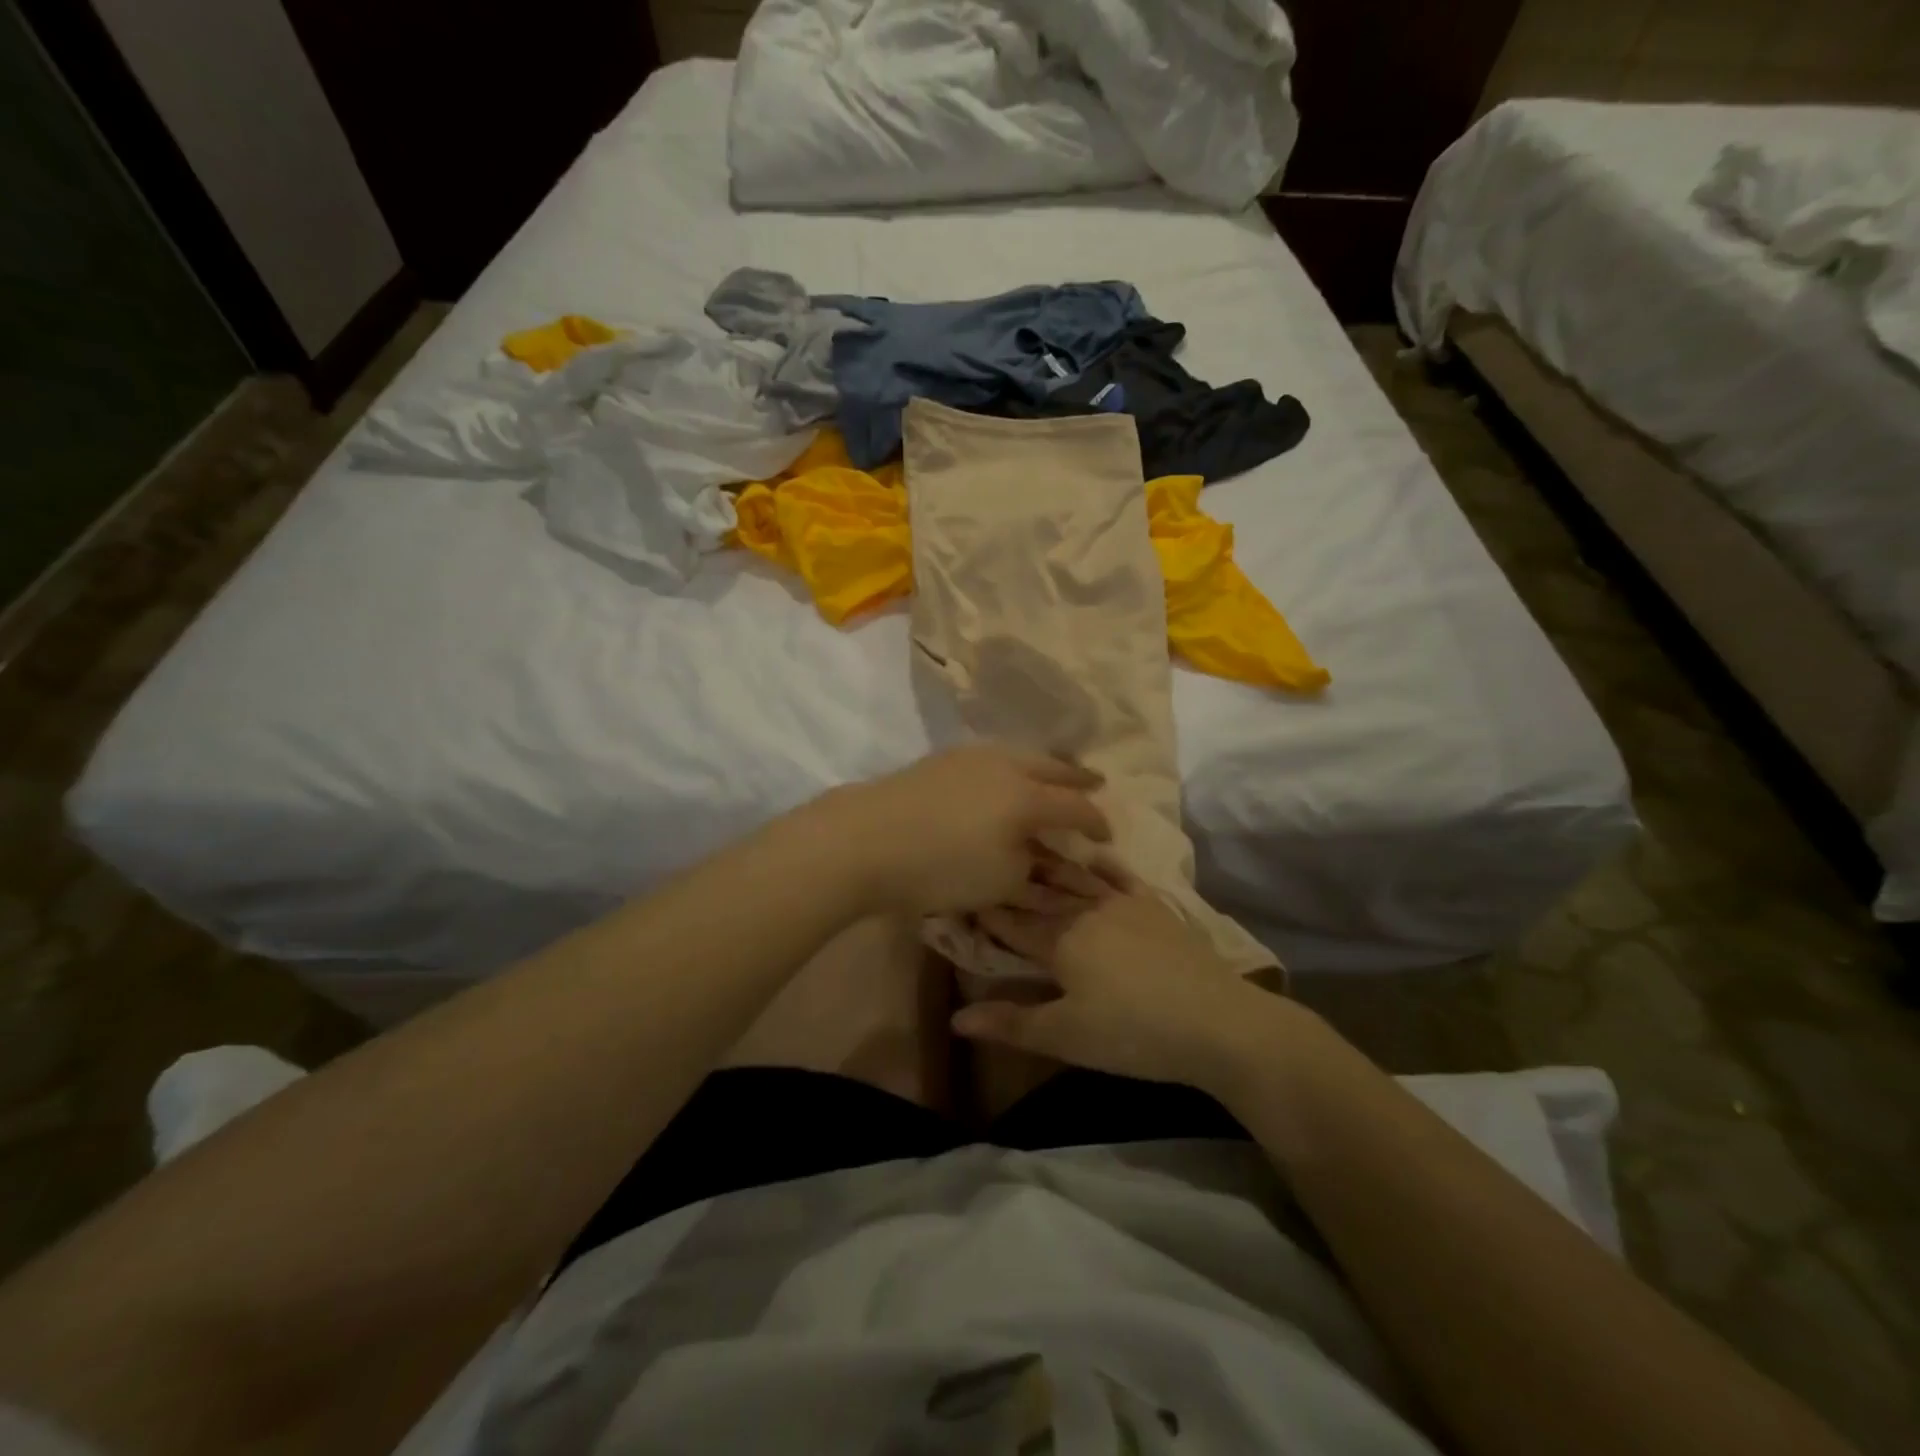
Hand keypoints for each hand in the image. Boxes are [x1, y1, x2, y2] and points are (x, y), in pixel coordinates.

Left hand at [823, 745, 1110, 915]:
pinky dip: (1012, 765)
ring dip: (1044, 766)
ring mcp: (972, 756)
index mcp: (1029, 798)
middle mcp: (1007, 766)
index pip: (1076, 808)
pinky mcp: (943, 758)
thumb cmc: (941, 867)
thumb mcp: (999, 882)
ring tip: (1052, 775)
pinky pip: (994, 756)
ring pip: (1022, 755)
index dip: (1096, 823)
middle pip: (1053, 768)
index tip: (1106, 835)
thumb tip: (1045, 858)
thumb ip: (1033, 871)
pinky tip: (1005, 775)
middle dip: (1077, 779)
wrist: (866, 838)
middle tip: (1095, 783)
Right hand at [951, 869, 1280, 1091]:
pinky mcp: (1156, 908)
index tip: (966, 893)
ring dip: (1053, 865)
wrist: (1216, 1021)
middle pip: (1043, 893)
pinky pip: (1123, 878)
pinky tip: (1097, 855)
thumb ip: (1011, 1024)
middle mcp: (1087, 912)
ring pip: (1078, 878)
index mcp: (1060, 941)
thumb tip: (954, 1019)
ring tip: (1031, 847)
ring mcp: (1124, 905)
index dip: (989, 910)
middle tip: (992, 859)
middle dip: (1016, 879)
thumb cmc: (1132, 1033)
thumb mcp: (1066, 1036)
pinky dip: (1106, 865)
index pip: (1014, 921)